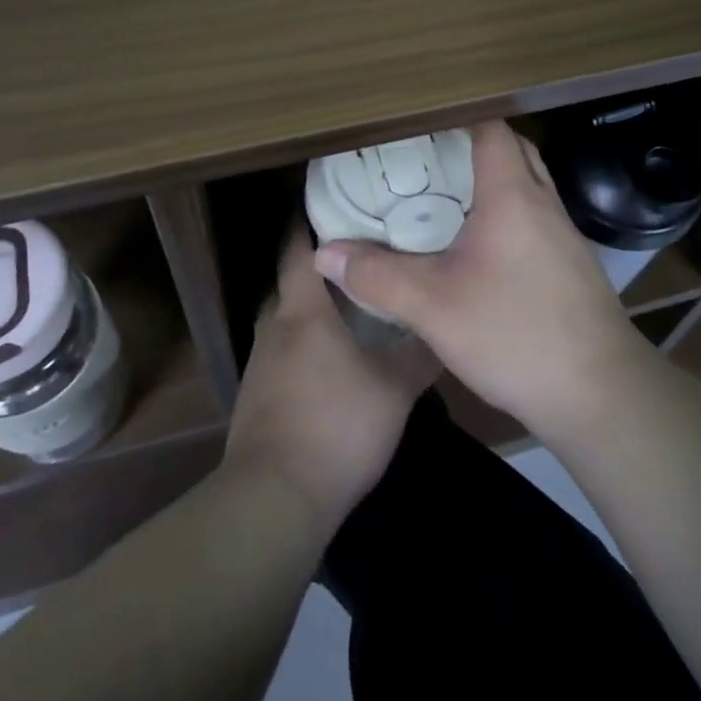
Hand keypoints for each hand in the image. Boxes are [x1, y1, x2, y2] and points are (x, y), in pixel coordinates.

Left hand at [223, 229, 440, 535]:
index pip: (297, 248)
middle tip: (357, 255)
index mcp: (302, 311)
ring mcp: (260, 364)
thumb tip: (443, 325)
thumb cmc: (337, 426)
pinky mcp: (257, 397)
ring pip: (286, 319)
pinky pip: (282, 352)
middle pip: (291, 281)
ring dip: (311, 308)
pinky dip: (304, 344)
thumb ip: (420, 353)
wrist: (274, 499)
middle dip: (318, 265)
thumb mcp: (395, 389)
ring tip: (349, 305)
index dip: (308, 221)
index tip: (331, 202)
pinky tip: (331, 362)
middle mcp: (274, 327)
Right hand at [314, 120, 657, 441]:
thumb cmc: (516, 335)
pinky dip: (507, 213)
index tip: (419, 120)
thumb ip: (377, 276)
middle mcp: (543, 203)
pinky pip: (535, 217)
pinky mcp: (571, 265)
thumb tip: (324, 253)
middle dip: (471, 144)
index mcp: (512, 195)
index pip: (491, 128)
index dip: (457, 115)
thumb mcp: (433, 307)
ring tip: (445, 195)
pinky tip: (479, 247)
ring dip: (492, 179)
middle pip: (512, 150)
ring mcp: (564, 235)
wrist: (601, 395)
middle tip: (426, 156)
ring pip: (527, 185)